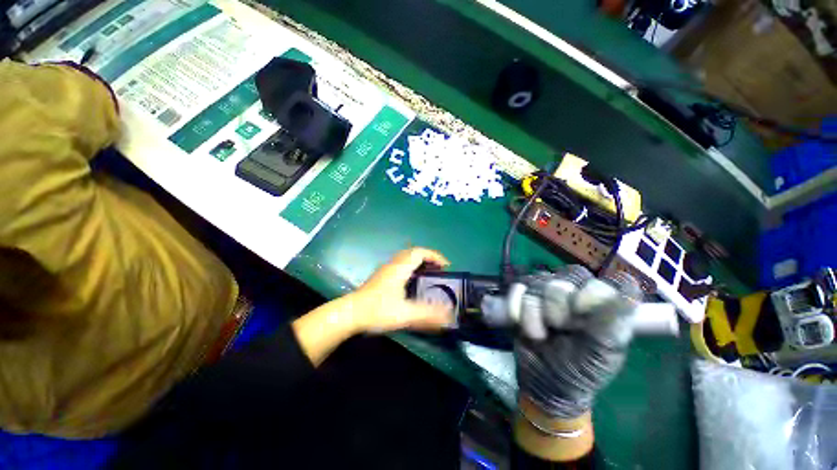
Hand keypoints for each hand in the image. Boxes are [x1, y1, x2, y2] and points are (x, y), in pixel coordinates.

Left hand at [343, 247, 454, 333]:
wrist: (350, 314)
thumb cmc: (377, 311)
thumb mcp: (405, 314)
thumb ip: (428, 314)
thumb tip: (449, 315)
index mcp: (400, 268)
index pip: (420, 252)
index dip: (435, 256)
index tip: (446, 266)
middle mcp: (393, 265)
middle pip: (413, 253)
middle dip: (428, 258)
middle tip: (439, 270)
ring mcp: (385, 270)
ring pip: (405, 258)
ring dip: (419, 262)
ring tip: (428, 275)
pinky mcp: (381, 277)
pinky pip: (400, 265)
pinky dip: (411, 267)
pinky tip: (412, 282)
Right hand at [488, 266, 641, 418]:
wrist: (544, 381)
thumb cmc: (581, 369)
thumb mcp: (604, 353)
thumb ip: (614, 322)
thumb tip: (629, 291)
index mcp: (602, 304)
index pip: (601, 280)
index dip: (590, 291)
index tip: (581, 311)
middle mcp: (575, 293)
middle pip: (565, 277)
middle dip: (558, 304)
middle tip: (559, 328)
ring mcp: (547, 293)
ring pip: (538, 281)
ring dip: (534, 310)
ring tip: (539, 334)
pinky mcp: (523, 297)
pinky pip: (517, 288)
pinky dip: (516, 305)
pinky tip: (520, 323)